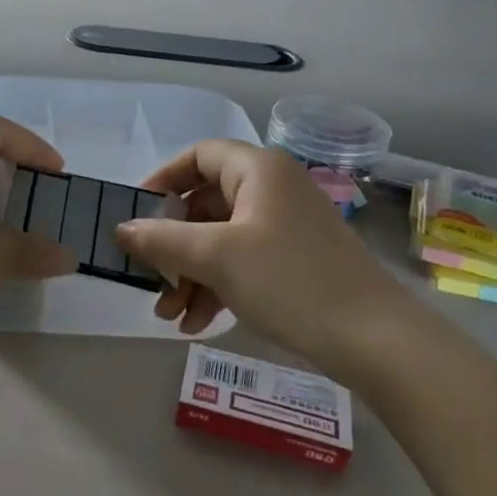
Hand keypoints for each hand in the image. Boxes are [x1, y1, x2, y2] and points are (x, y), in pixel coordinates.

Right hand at [114, 140, 419, 365]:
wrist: (375, 339)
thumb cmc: (289, 281)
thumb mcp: (215, 258)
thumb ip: (161, 240)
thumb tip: (121, 229)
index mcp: (258, 170)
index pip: (198, 156)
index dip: (162, 180)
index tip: (135, 214)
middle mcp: (273, 189)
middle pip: (205, 204)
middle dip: (172, 246)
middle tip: (149, 279)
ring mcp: (287, 226)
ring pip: (221, 239)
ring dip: (190, 274)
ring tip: (169, 315)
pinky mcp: (296, 260)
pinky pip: (243, 262)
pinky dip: (217, 286)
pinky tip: (197, 324)